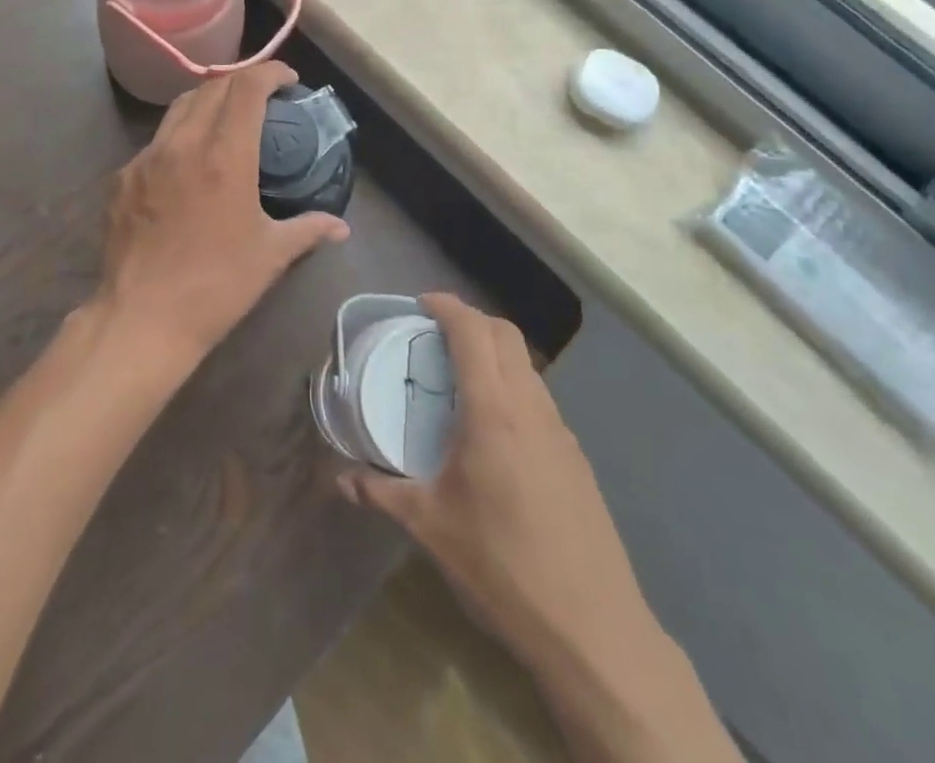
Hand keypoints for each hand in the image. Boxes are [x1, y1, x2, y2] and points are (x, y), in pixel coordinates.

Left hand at [98, 61, 349, 374]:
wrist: (142, 319)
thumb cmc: (216, 286)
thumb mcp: (270, 255)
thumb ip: (308, 229)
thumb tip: (341, 227)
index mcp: (224, 156)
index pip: (247, 88)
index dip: (269, 72)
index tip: (287, 80)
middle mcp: (183, 144)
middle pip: (211, 87)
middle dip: (240, 83)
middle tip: (261, 98)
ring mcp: (145, 158)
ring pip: (178, 109)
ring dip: (207, 102)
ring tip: (225, 120)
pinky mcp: (122, 178)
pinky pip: (155, 142)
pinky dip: (179, 137)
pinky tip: (187, 164)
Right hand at [337, 294, 657, 672]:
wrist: (593, 629)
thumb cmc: (502, 566)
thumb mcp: (431, 527)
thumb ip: (381, 494)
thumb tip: (341, 480)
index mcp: (494, 411)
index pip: (473, 332)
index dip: (447, 306)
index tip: (421, 304)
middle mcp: (531, 408)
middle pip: (506, 335)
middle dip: (472, 320)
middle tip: (436, 334)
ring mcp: (561, 432)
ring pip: (527, 366)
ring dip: (495, 353)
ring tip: (460, 379)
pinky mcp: (576, 459)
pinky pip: (540, 399)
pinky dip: (513, 388)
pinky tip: (494, 430)